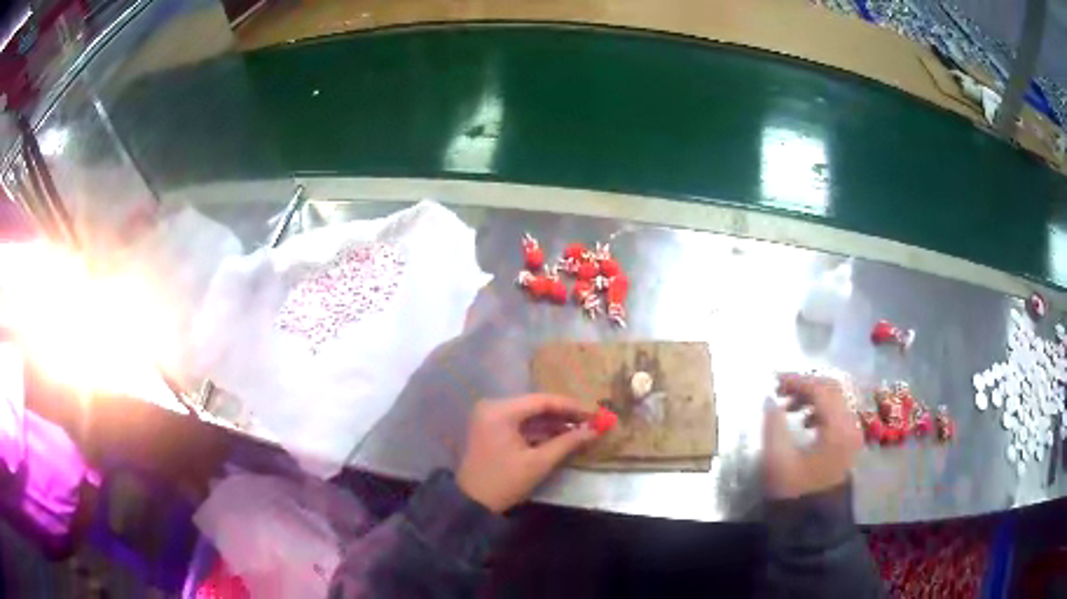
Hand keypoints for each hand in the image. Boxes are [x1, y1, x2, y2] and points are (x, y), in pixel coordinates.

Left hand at [456, 394, 597, 512]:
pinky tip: (562, 437)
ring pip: (530, 415)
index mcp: (500, 411)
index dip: (572, 406)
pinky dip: (541, 431)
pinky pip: (521, 424)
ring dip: (554, 423)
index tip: (596, 413)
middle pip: (536, 405)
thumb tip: (595, 431)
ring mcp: (491, 418)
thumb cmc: (504, 482)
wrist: (471, 504)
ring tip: (582, 430)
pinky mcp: (492, 429)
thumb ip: (567, 443)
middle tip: (592, 421)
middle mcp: (493, 407)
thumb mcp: (538, 463)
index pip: (543, 401)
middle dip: (565, 414)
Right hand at [762, 374, 861, 499]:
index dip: (797, 381)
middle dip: (806, 385)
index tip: (775, 381)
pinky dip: (821, 409)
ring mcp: (852, 433)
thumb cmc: (795, 492)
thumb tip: (770, 399)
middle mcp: (851, 425)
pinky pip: (838, 413)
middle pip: (832, 389)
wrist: (813, 523)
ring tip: (789, 407)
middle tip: (781, 391)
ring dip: (813, 396)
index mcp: (837, 427)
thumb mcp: (778, 459)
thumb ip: (773, 425)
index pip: (820, 390)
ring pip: (836, 400)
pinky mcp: (849, 442)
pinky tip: (804, 421)